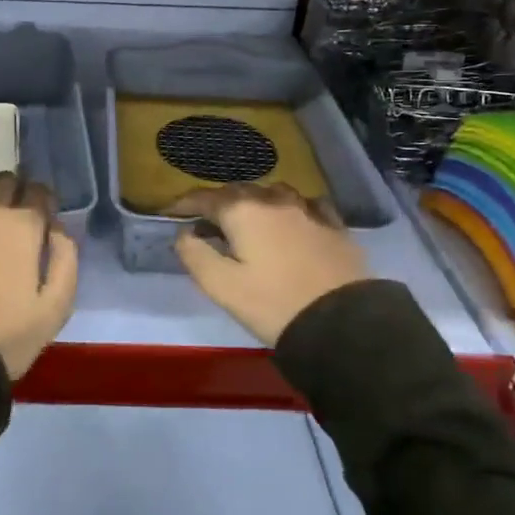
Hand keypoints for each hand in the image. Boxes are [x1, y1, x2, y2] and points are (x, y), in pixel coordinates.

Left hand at [0, 172, 79, 380]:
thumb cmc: (7, 333)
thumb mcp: (56, 307)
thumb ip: (65, 259)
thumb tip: (57, 229)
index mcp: (23, 225)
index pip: (39, 192)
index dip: (44, 200)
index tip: (45, 216)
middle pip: (6, 182)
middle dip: (16, 192)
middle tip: (17, 215)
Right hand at [170, 183, 366, 346]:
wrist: (343, 322)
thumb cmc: (273, 304)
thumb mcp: (222, 287)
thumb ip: (195, 255)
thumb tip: (184, 233)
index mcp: (243, 212)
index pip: (205, 198)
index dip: (185, 204)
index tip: (171, 213)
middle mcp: (274, 200)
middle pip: (238, 192)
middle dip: (218, 202)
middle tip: (205, 221)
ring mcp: (308, 210)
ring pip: (272, 193)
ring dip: (254, 202)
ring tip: (247, 220)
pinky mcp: (334, 225)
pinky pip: (306, 205)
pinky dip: (290, 208)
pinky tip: (292, 219)